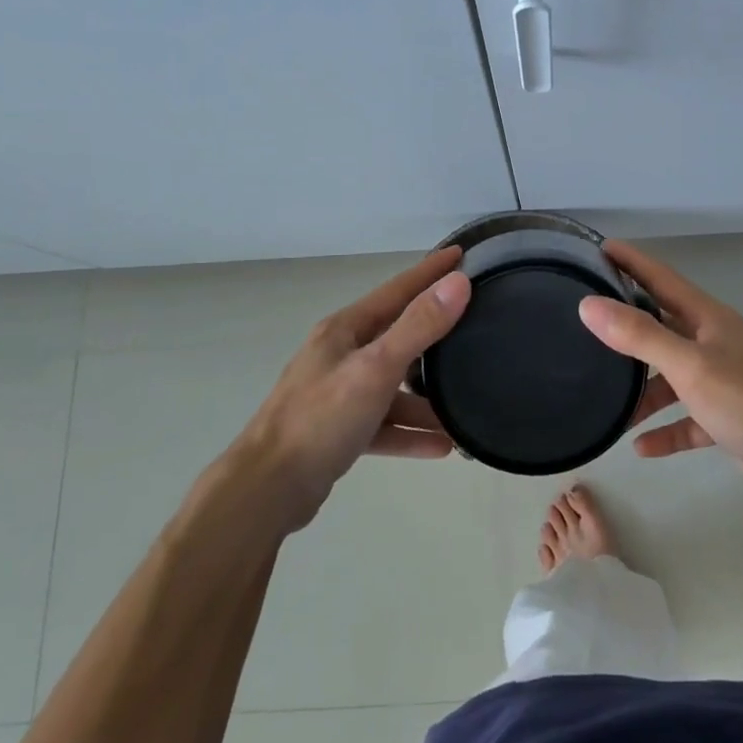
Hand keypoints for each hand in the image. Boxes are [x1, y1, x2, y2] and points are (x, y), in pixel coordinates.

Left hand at [232, 248, 470, 531]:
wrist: (267, 489)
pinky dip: (409, 432)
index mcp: (345, 330)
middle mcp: (341, 355)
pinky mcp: (338, 431)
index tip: (461, 253)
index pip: (397, 290)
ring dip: (427, 399)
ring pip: (393, 387)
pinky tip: (441, 446)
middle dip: (434, 333)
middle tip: (474, 325)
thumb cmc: (321, 419)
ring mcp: (338, 394)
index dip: (430, 272)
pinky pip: (384, 424)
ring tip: (464, 409)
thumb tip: (458, 282)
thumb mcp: (376, 367)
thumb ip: (419, 326)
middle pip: (397, 335)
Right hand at [577, 239, 742, 510]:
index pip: (661, 278)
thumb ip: (639, 335)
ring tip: (606, 406)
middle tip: (585, 324)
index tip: (597, 247)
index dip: (630, 261)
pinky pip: (686, 419)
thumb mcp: (689, 365)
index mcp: (708, 318)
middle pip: (661, 325)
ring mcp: (722, 381)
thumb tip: (589, 305)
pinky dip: (665, 429)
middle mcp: (713, 342)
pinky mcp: (727, 418)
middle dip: (626, 325)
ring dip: (642, 392)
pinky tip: (640, 446)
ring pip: (671, 377)